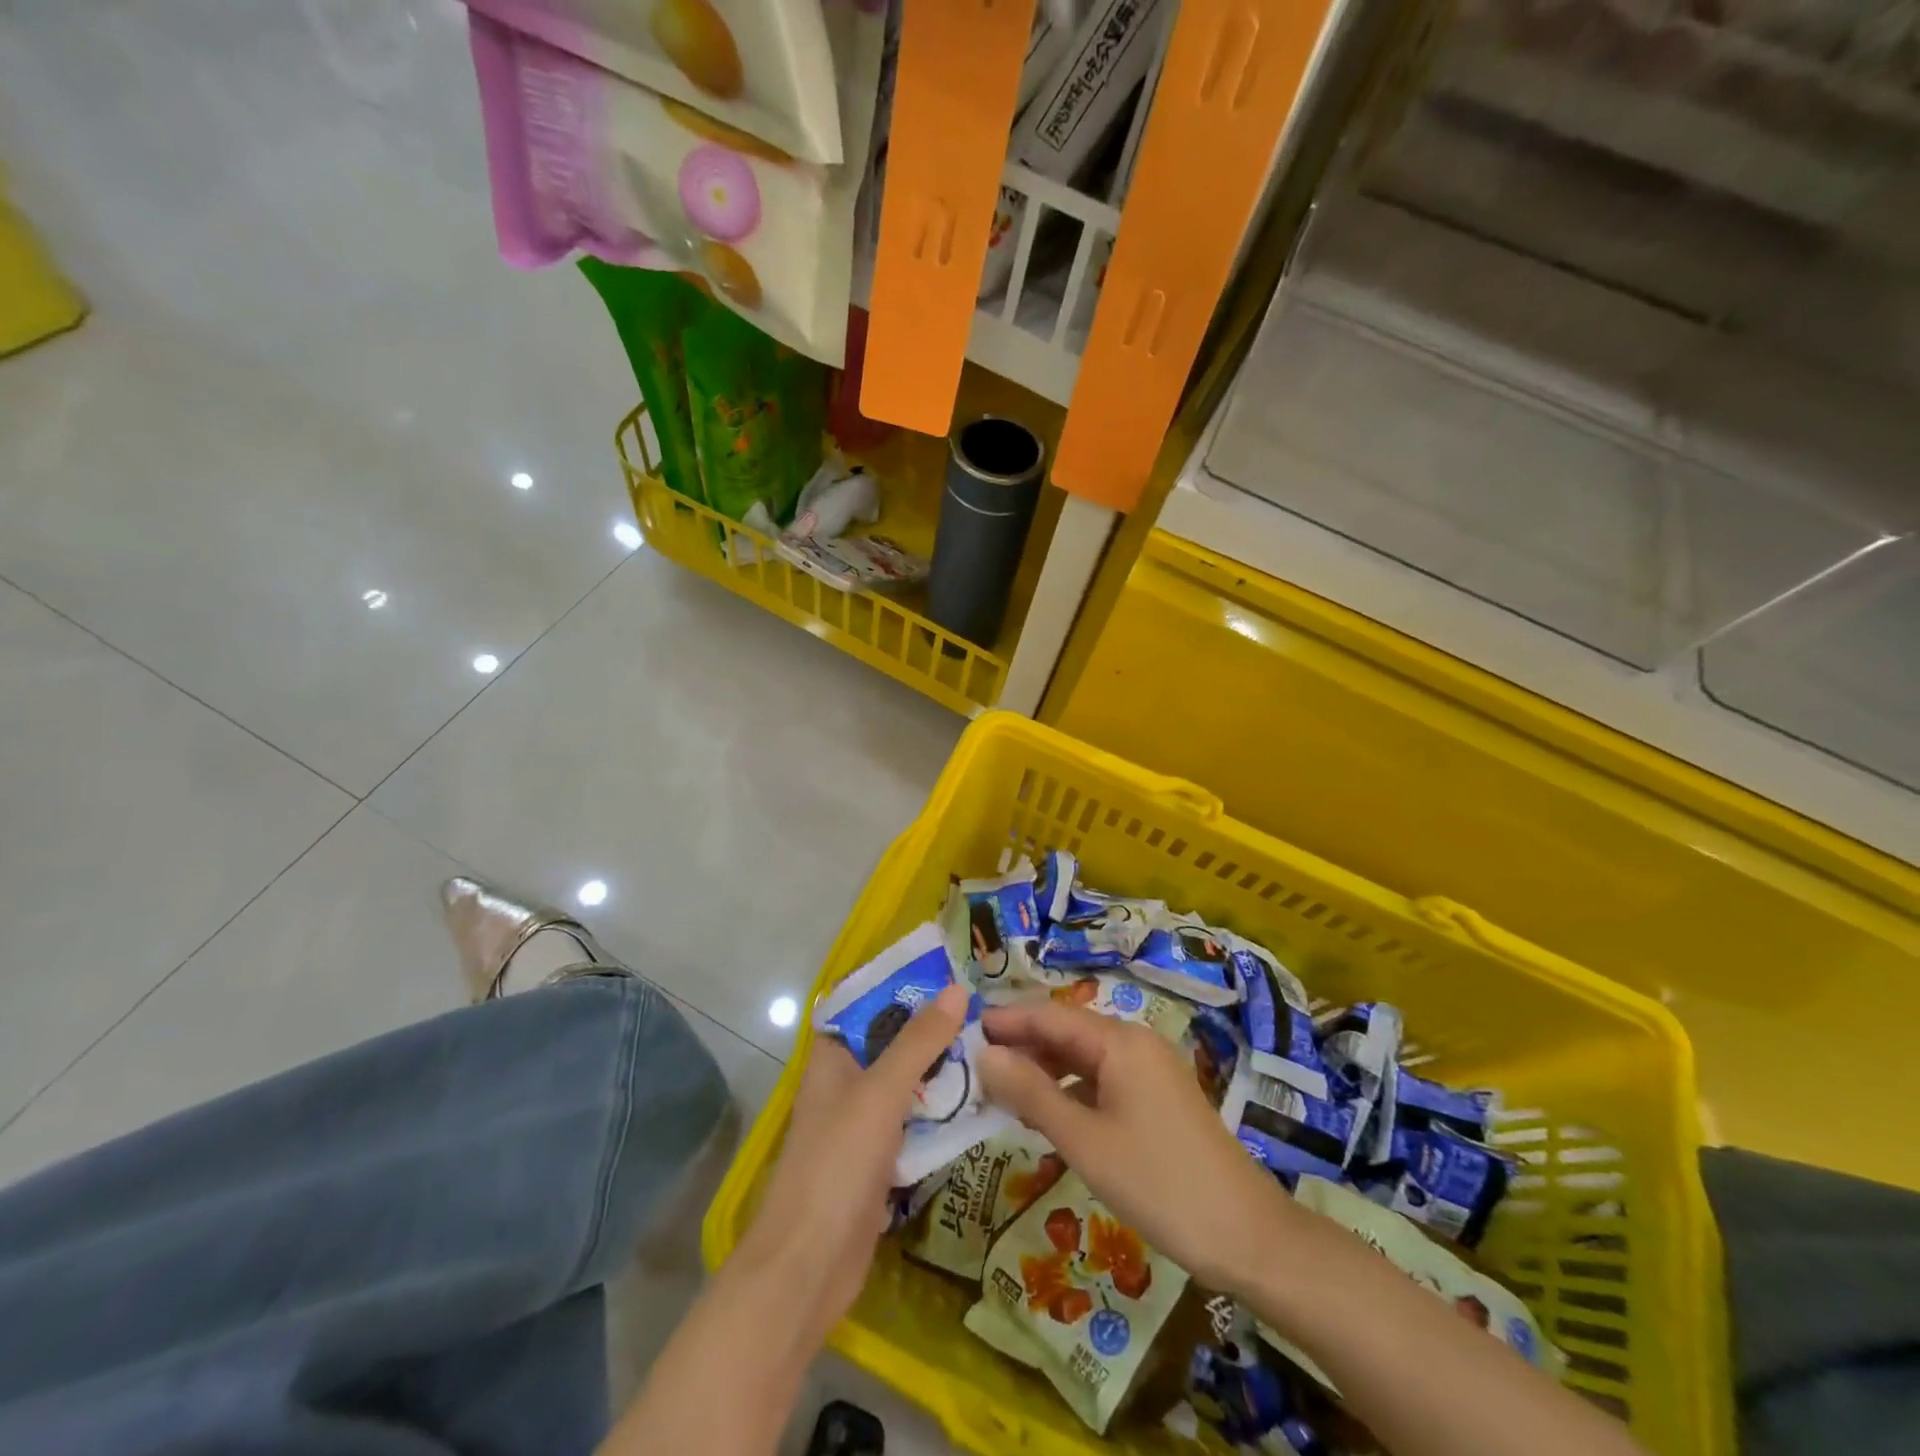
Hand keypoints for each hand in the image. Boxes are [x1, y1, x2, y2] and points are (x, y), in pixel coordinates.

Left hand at [734, 983, 969, 1347]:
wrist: (809, 1267)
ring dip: (942, 1067)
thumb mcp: (880, 1093)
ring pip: (908, 1081)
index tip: (951, 970)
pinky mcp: (879, 1158)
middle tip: (987, 1008)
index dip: (904, 984)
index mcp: (832, 1055)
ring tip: (994, 1044)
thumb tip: (957, 989)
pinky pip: (915, 1120)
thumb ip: (919, 1042)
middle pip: (893, 1041)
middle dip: (933, 1026)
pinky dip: (941, 1109)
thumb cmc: (836, 1163)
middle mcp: (845, 1081)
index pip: (868, 1003)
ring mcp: (862, 1122)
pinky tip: (981, 1099)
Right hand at [979, 999, 1293, 1294]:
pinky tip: (1050, 1113)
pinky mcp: (1158, 1096)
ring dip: (1045, 1069)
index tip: (966, 1030)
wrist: (1246, 1234)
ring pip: (1085, 1055)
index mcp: (1119, 1041)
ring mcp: (1151, 1069)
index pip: (1050, 1015)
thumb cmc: (1158, 1182)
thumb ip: (1031, 1093)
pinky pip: (1103, 1078)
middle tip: (977, 1067)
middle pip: (1067, 1031)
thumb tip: (984, 1054)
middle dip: (1023, 1045)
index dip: (1007, 1021)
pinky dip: (1071, 1088)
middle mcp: (1135, 1042)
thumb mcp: (1084, 1140)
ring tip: (1004, 1092)